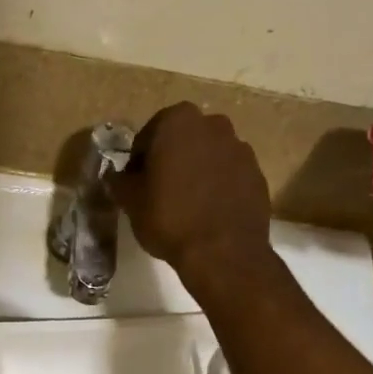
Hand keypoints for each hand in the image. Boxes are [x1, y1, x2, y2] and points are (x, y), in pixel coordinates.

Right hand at [110, 103, 272, 286]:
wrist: (223, 251)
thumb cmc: (169, 217)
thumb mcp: (131, 201)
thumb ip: (120, 181)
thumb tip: (115, 176)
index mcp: (178, 121)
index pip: (149, 135)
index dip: (139, 160)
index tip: (136, 183)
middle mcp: (213, 125)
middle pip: (182, 139)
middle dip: (171, 159)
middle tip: (159, 190)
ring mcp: (240, 148)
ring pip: (208, 155)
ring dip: (196, 170)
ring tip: (186, 202)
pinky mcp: (257, 173)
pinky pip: (229, 174)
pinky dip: (218, 185)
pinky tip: (208, 211)